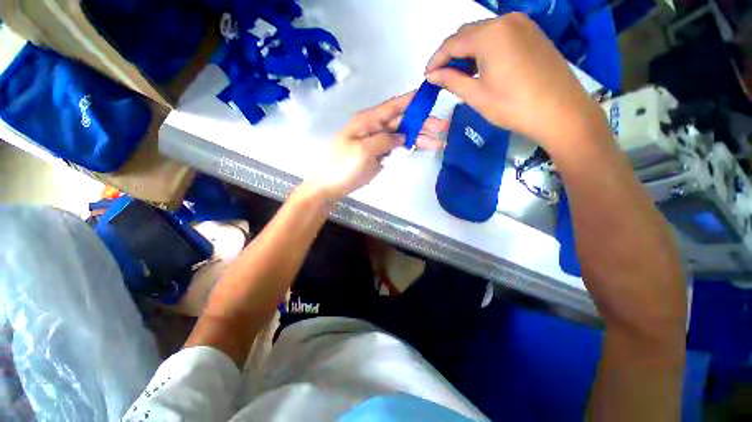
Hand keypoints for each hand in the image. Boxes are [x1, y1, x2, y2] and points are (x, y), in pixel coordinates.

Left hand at [306, 92, 447, 200]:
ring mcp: (379, 142)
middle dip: (422, 123)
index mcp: (368, 121)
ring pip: (403, 136)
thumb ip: (384, 140)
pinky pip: (399, 148)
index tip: (430, 95)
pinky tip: (424, 148)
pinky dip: (411, 148)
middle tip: (443, 127)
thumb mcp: (363, 150)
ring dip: (420, 137)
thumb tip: (402, 136)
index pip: (393, 106)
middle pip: (402, 122)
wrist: (333, 185)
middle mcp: (376, 128)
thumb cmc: (344, 165)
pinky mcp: (381, 154)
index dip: (411, 100)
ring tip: (439, 142)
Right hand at [425, 13, 607, 151]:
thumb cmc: (513, 106)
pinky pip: (499, 35)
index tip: (426, 76)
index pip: (452, 43)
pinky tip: (480, 66)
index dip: (436, 59)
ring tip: (458, 73)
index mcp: (490, 34)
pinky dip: (484, 49)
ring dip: (467, 51)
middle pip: (467, 33)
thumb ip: (451, 81)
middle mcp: (505, 20)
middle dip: (450, 54)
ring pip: (483, 33)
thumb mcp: (476, 95)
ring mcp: (522, 24)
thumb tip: (432, 76)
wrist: (560, 111)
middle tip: (440, 76)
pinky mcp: (532, 33)